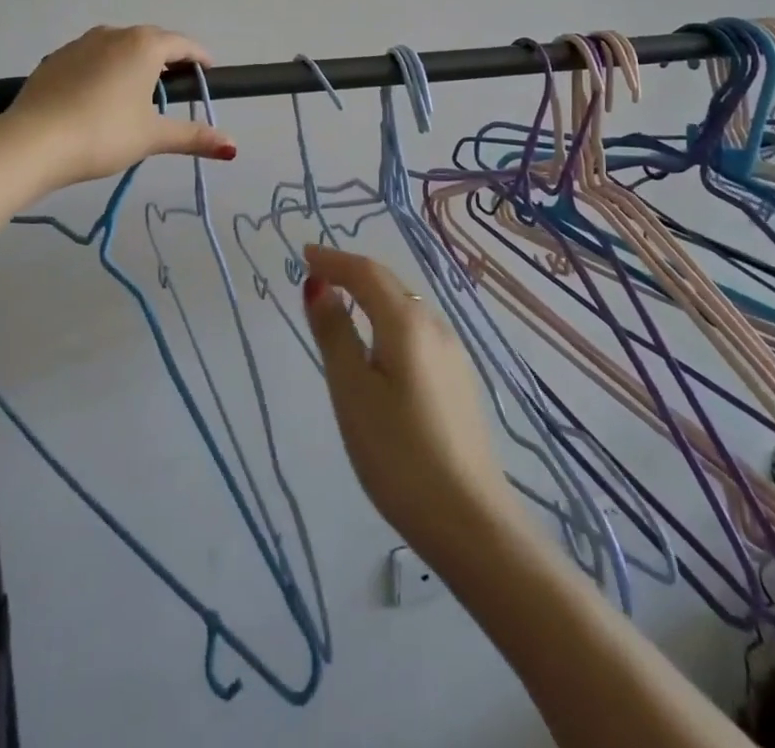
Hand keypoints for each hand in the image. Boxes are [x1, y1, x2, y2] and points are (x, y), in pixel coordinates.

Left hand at [4, 25, 236, 192]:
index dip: (200, 58)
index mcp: (143, 45)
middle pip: (151, 40)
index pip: (182, 44)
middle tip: (178, 85)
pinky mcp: (55, 60)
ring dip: (134, 62)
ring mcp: (80, 44)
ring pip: (118, 47)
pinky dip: (105, 70)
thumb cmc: (103, 134)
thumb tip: (233, 147)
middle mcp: (113, 34)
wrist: (32, 141)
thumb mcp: (152, 136)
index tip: (209, 73)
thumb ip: (192, 137)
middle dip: (168, 59)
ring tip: (139, 92)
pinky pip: (91, 58)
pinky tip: (100, 97)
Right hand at [302, 245, 519, 567]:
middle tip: (318, 273)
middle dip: (352, 273)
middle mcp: (435, 326)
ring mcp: (453, 353)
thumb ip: (334, 333)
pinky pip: (417, 331)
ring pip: (405, 307)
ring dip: (372, 295)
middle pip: (389, 284)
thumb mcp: (352, 391)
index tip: (303, 254)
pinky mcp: (459, 380)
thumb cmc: (398, 453)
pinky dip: (389, 320)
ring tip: (343, 302)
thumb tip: (318, 286)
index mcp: (406, 322)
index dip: (332, 260)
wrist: (470, 521)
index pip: (365, 273)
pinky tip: (380, 343)